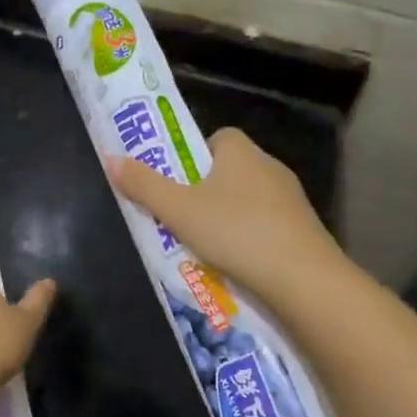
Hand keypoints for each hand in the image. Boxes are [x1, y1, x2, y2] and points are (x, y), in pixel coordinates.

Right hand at [107, 128, 338, 299]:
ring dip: (227, 219)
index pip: (216, 138)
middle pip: (230, 170)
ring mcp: (291, 200)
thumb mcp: (178, 210)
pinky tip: (236, 265)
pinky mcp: (303, 231)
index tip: (176, 182)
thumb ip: (144, 185)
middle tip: (181, 217)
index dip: (192, 156)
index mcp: (241, 151)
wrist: (304, 279)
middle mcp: (270, 167)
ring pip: (248, 201)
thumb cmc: (236, 232)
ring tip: (203, 247)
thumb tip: (111, 158)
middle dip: (205, 191)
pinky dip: (249, 240)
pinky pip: (267, 227)